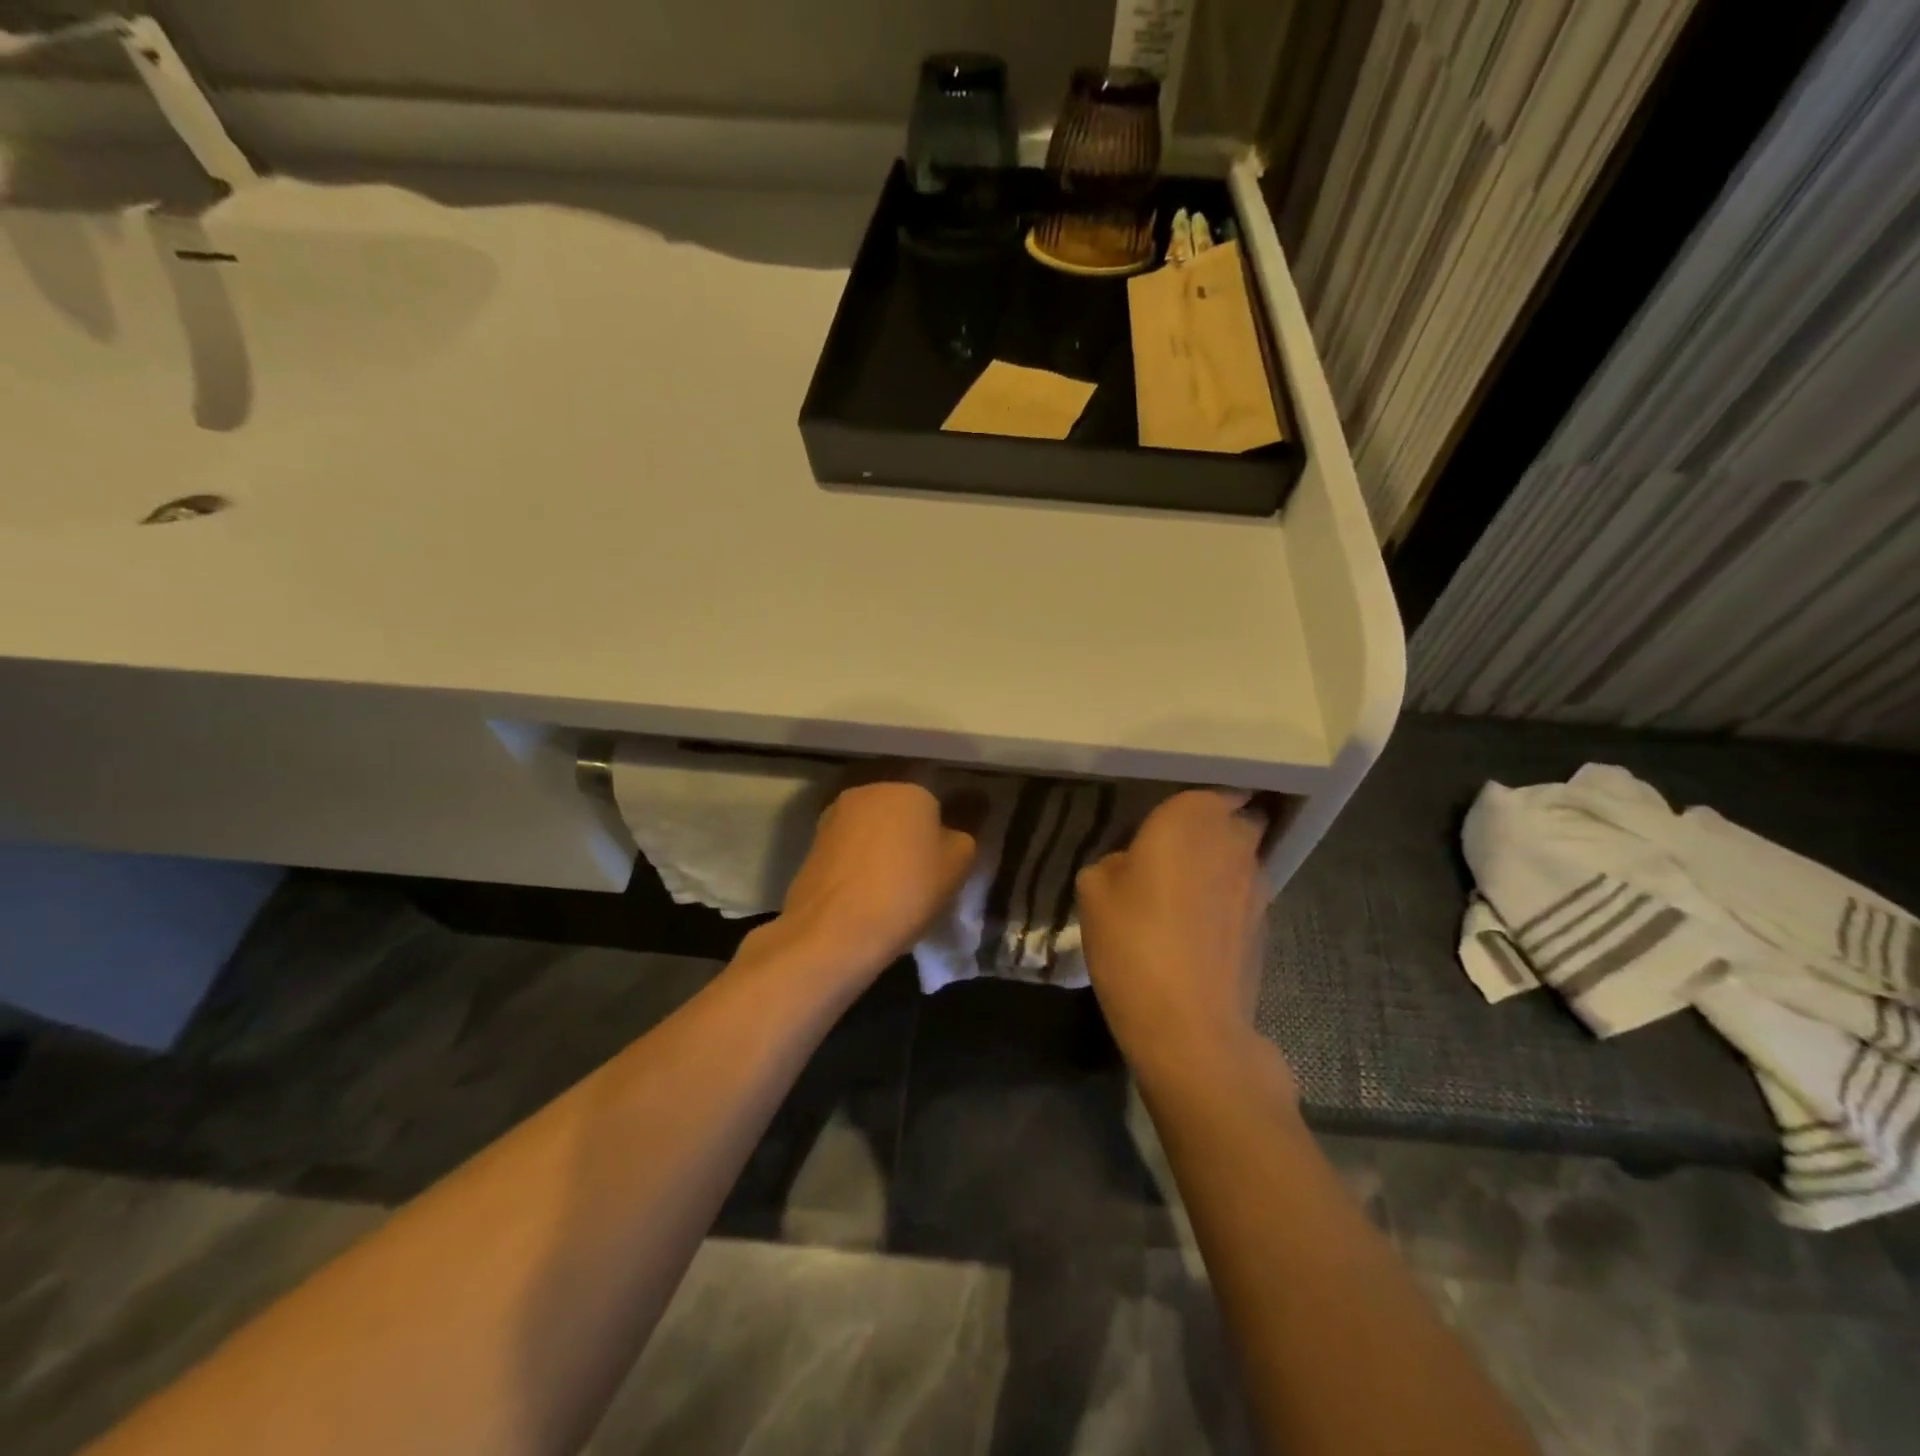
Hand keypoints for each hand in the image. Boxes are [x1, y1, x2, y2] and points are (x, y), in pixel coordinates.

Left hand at [774, 772, 979, 983]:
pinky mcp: (812, 843)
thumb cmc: (907, 891)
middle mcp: (868, 791)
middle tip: (918, 874)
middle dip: (907, 835)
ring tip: (888, 887)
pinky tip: (863, 893)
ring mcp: (834, 815)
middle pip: (898, 810)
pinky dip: (857, 864)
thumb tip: (949, 832)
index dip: (941, 834)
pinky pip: (848, 848)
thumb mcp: (957, 865)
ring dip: (880, 848)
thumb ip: (961, 837)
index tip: (942, 864)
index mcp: (908, 789)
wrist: (833, 930)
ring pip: (870, 828)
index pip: (934, 803)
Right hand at [1076, 788, 1275, 1081]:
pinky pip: (1244, 896)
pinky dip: (1227, 902)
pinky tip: (1197, 929)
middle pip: (1234, 819)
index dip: (1192, 801)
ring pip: (1242, 858)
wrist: (1189, 1025)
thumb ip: (1116, 861)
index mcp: (1193, 817)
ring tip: (1184, 894)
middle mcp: (1235, 840)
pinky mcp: (1267, 925)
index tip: (1166, 817)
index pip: (1212, 786)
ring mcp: (1259, 884)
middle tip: (1173, 850)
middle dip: (1212, 828)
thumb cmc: (1134, 941)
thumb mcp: (1094, 889)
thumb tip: (1133, 866)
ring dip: (1220, 866)